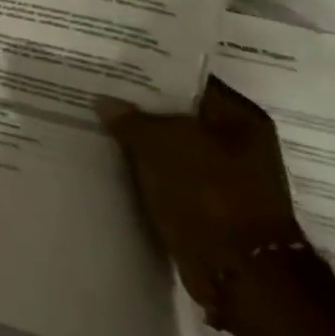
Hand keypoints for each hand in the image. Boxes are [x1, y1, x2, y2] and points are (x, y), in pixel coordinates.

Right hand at [100, 80, 306, 322]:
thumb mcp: (163, 145)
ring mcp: (223, 173)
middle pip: (177, 111)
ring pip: (169, 143)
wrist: (240, 272)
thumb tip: (105, 102)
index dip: (149, 70)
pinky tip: (111, 156)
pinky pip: (167, 171)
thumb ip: (131, 118)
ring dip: (138, 137)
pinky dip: (144, 165)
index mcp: (240, 119)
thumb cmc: (210, 195)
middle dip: (138, 104)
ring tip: (95, 120)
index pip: (188, 79)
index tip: (110, 63)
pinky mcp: (206, 200)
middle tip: (94, 89)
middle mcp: (236, 141)